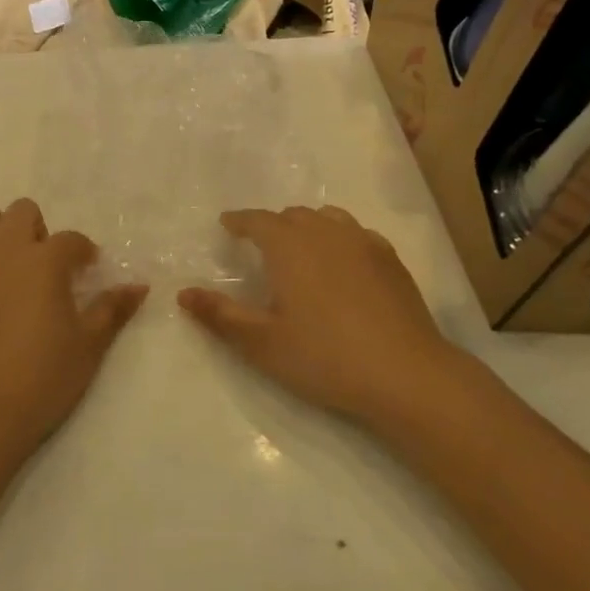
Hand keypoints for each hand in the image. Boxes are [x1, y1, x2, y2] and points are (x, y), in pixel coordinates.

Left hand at [0, 199, 148, 463]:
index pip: (72, 240)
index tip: (87, 271)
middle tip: (43, 265)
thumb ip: (113, 309)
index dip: (83, 252)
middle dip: (37, 230)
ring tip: (4, 260)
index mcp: (46, 260)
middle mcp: (6, 249)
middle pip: (23, 211)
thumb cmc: (41, 378)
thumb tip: (139, 285)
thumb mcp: (89, 346)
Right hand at [178, 206, 471, 425]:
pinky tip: (343, 263)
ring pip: (327, 218)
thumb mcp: (262, 343)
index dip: (239, 221)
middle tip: (261, 246)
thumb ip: (220, 315)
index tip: (227, 224)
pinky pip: (357, 233)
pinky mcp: (391, 260)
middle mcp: (325, 233)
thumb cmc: (325, 357)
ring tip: (301, 249)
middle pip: (292, 215)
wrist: (406, 375)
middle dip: (273, 225)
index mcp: (289, 246)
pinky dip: (340, 238)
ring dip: (307, 227)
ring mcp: (363, 243)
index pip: (257, 221)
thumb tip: (183, 293)